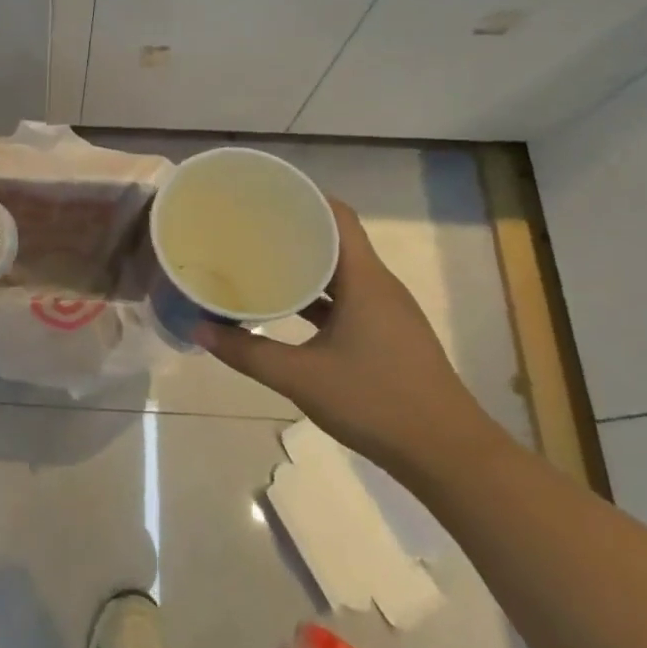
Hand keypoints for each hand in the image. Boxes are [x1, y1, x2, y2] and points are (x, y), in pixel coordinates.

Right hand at [197, 200, 502, 478]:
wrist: (448, 455)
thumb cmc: (376, 403)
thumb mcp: (301, 378)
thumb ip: (247, 352)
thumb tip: (198, 327)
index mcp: (365, 280)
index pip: (338, 216)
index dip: (304, 196)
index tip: (265, 192)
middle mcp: (378, 286)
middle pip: (336, 239)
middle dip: (294, 228)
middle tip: (248, 224)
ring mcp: (386, 311)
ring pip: (341, 271)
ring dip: (305, 263)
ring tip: (260, 257)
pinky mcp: (387, 334)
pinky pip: (347, 298)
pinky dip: (317, 295)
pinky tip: (286, 305)